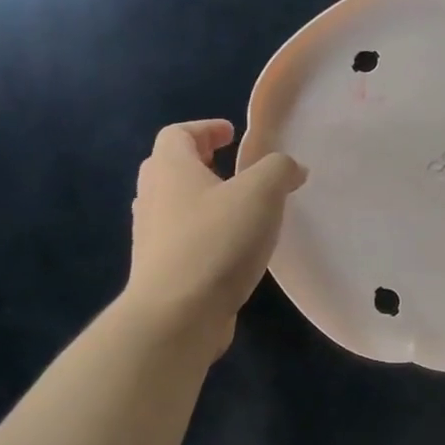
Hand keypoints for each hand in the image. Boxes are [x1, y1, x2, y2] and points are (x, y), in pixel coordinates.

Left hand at [125, 120, 306, 355]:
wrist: (177, 316)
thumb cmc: (216, 242)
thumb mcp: (260, 194)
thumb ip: (279, 170)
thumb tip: (291, 168)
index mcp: (170, 169)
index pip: (177, 134)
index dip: (205, 128)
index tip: (233, 134)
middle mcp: (152, 197)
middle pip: (171, 167)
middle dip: (202, 162)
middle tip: (233, 167)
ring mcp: (152, 236)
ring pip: (175, 205)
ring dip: (204, 199)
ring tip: (239, 209)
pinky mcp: (162, 270)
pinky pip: (183, 238)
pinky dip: (205, 232)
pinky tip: (233, 248)